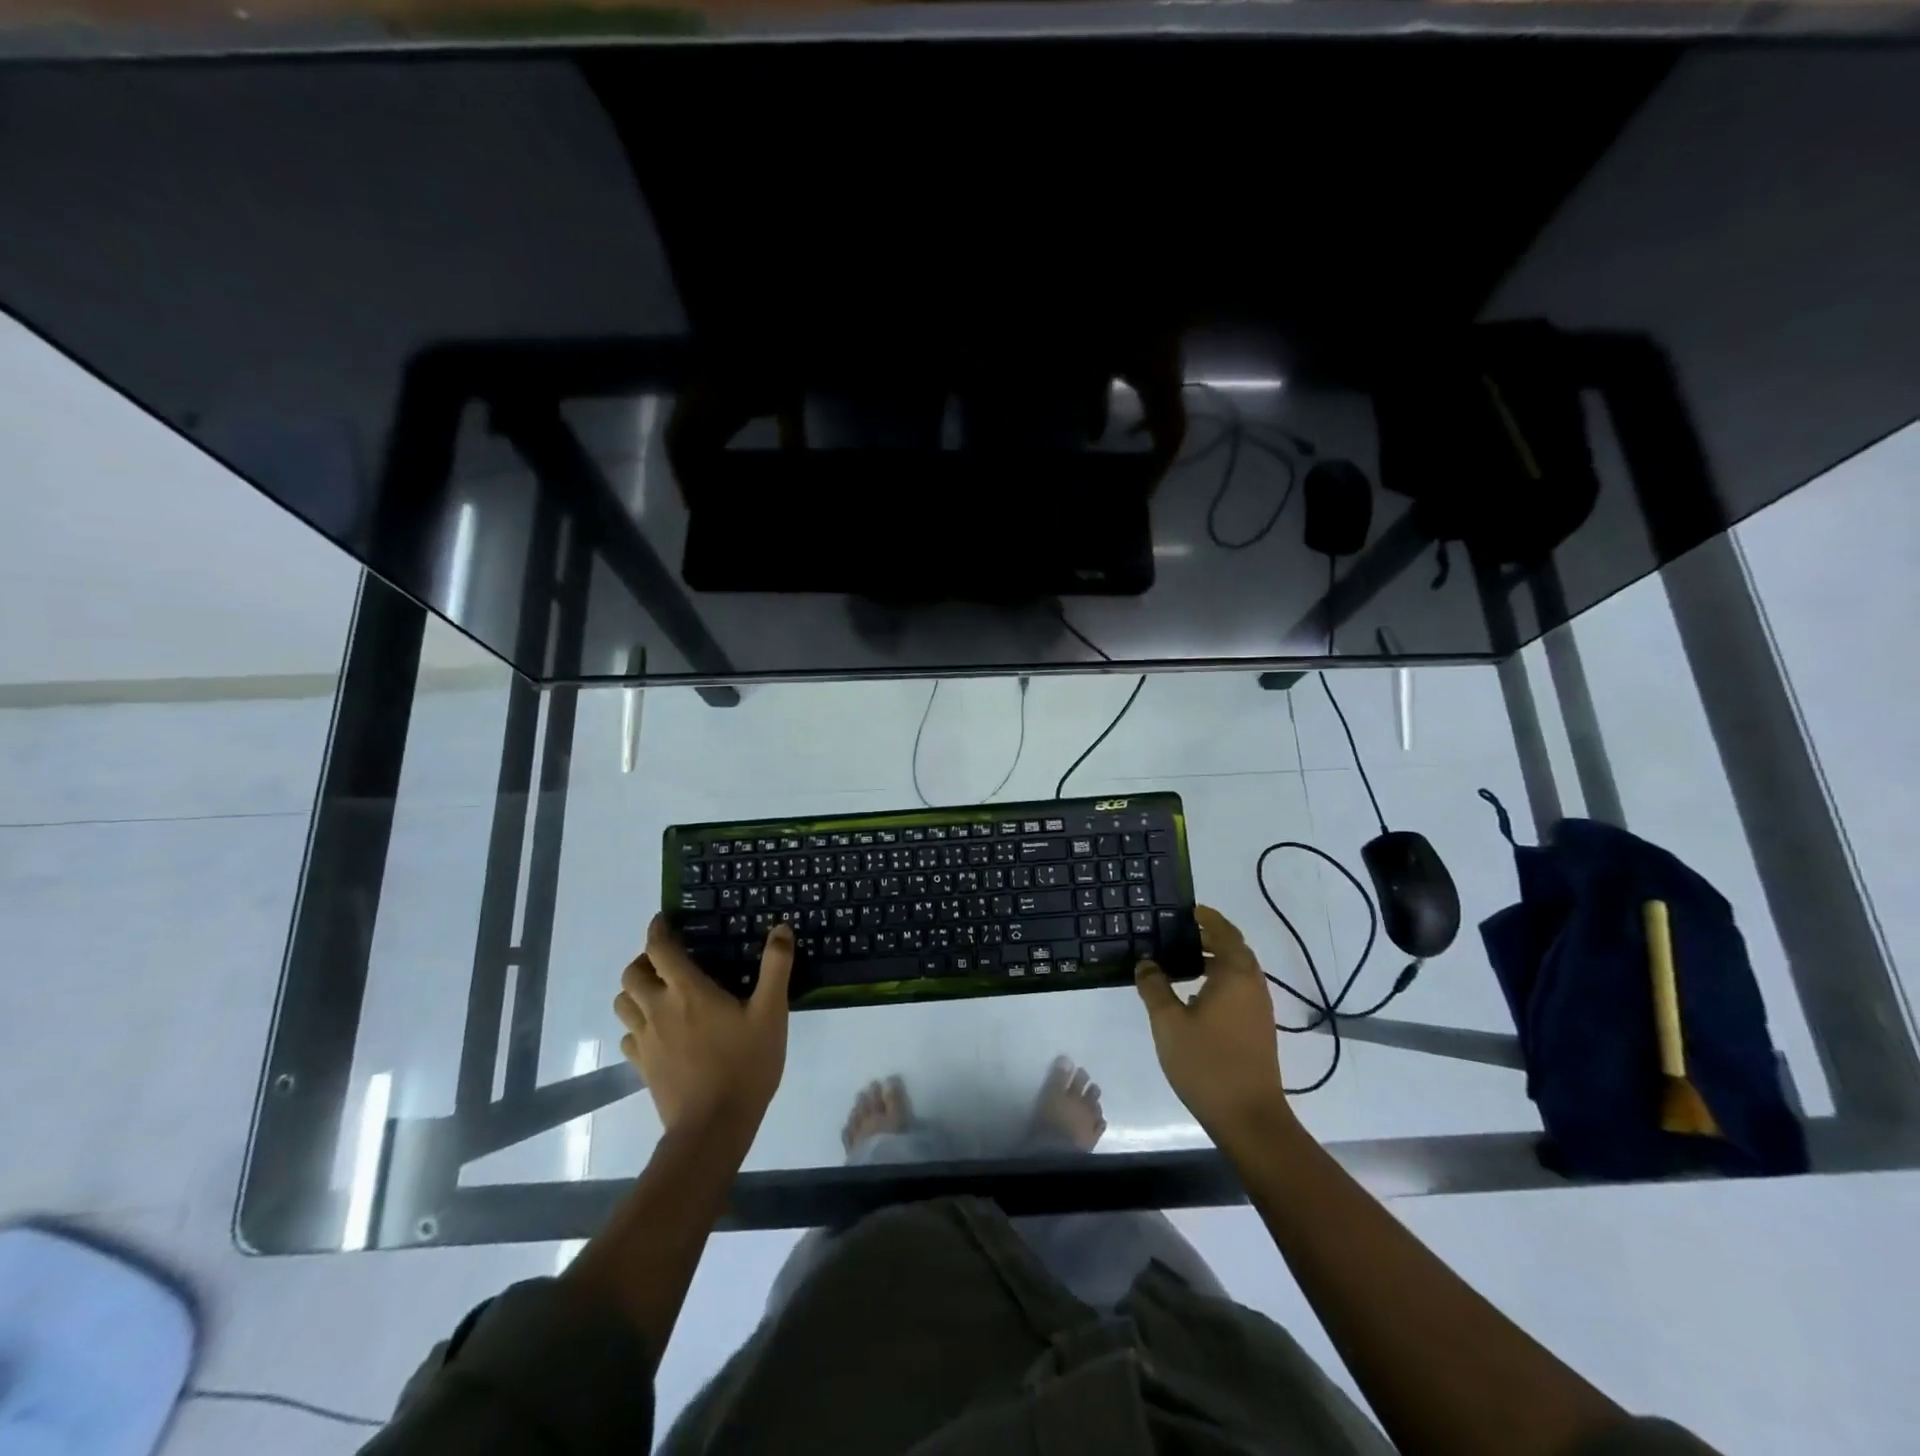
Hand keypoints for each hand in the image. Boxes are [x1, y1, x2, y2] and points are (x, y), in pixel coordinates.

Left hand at [614, 917, 793, 1144]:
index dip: (658, 929)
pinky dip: (637, 1025)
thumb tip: (781, 929)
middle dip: (645, 960)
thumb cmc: (745, 1064)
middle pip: (631, 974)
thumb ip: (775, 967)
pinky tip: (659, 1031)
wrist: (713, 1127)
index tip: (665, 920)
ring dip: (636, 991)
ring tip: (660, 992)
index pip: (658, 948)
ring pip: (623, 1004)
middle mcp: (658, 1008)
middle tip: (668, 961)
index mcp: (687, 991)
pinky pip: (628, 1036)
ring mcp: (646, 1040)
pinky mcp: (642, 1067)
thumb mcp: (771, 1012)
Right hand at [1135, 905, 1293, 1146]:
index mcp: (1235, 974)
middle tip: (1177, 933)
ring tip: (1180, 961)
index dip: (1207, 918)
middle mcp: (1253, 985)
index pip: (1224, 932)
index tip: (1187, 909)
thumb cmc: (1206, 1063)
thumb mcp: (1168, 1022)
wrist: (1248, 1118)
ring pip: (1237, 971)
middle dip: (1208, 937)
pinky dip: (1219, 981)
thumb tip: (1145, 962)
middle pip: (1233, 949)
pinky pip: (1238, 990)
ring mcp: (1259, 1009)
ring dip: (1213, 960)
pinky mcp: (1257, 1029)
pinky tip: (1194, 995)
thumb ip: (1154, 987)